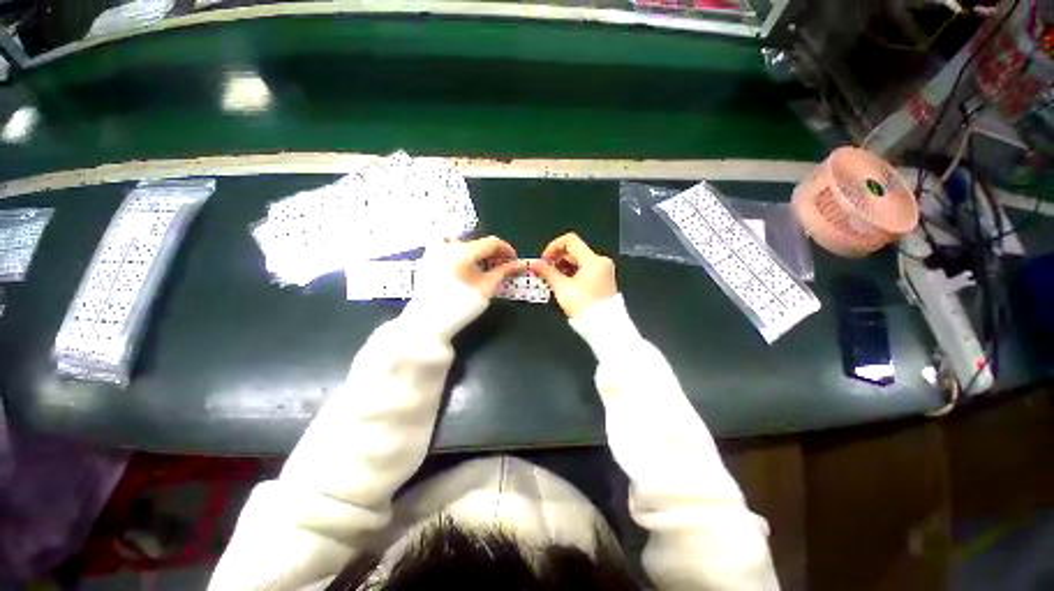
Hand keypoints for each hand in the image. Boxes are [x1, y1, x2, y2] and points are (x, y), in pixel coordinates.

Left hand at [418, 236, 525, 298]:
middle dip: (492, 252)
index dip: (507, 249)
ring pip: (462, 242)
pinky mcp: (427, 259)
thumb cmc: (460, 308)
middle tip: (502, 265)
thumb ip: (503, 272)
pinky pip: (446, 247)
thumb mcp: (486, 289)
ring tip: (482, 266)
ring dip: (476, 251)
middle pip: (477, 242)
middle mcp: (447, 245)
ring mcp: (434, 251)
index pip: (491, 242)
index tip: (514, 260)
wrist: (427, 325)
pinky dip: (458, 251)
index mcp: (463, 251)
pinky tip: (463, 266)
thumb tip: (518, 264)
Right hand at [530, 233, 616, 317]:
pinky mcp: (603, 280)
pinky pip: (585, 270)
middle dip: (557, 259)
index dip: (553, 247)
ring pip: (579, 261)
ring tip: (554, 280)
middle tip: (546, 272)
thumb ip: (547, 272)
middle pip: (574, 251)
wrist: (604, 327)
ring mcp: (603, 271)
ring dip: (563, 267)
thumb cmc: (584, 306)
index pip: (570, 240)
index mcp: (593, 260)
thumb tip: (535, 264)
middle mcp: (601, 261)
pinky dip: (572, 273)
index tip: (545, 260)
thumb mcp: (562, 288)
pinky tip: (564, 285)